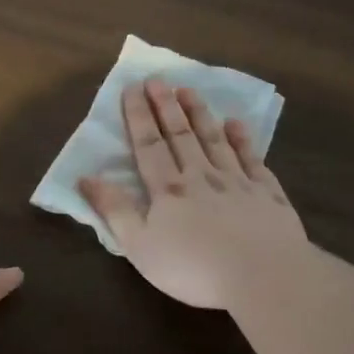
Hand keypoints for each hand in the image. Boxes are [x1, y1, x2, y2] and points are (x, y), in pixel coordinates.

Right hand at [79, 80, 307, 309]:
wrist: (262, 275)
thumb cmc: (193, 268)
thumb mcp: (140, 246)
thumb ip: (114, 210)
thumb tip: (86, 177)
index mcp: (168, 190)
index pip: (149, 146)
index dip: (138, 116)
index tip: (132, 87)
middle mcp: (201, 177)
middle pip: (181, 135)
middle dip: (166, 106)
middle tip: (158, 78)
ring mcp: (238, 182)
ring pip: (215, 140)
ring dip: (200, 114)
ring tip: (189, 90)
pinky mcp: (267, 194)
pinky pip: (253, 159)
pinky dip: (243, 139)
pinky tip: (236, 123)